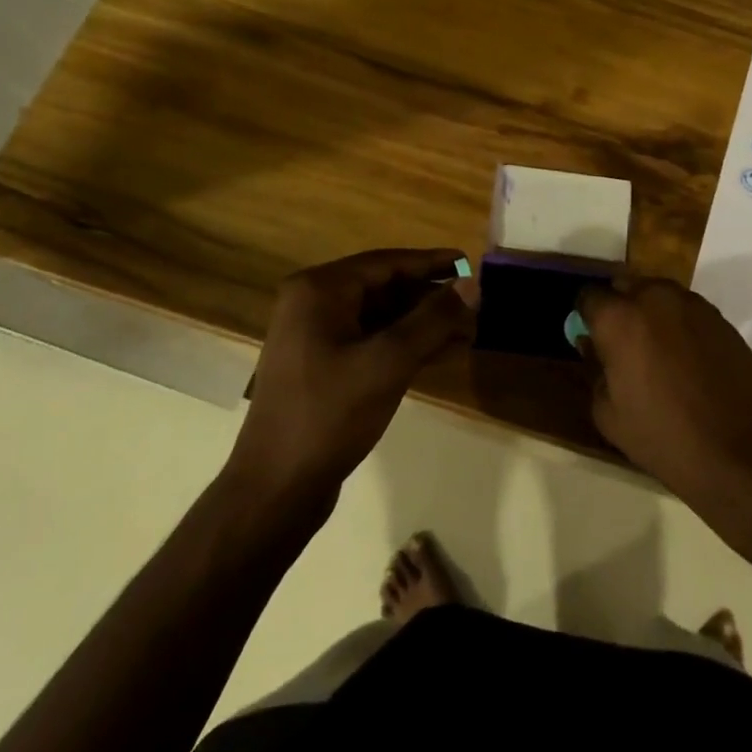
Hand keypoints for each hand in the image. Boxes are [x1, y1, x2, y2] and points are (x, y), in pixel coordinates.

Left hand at [227, 249, 477, 501]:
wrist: (276, 489)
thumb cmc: (330, 415)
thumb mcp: (389, 362)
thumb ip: (433, 319)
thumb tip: (473, 284)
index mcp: (319, 290)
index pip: (387, 263)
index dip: (432, 263)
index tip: (471, 264)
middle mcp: (313, 304)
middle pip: (385, 288)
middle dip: (431, 298)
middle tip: (475, 305)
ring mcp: (315, 336)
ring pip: (381, 317)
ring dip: (422, 323)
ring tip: (468, 330)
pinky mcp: (323, 366)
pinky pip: (371, 341)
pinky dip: (405, 345)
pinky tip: (441, 353)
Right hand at [576, 276, 751, 505]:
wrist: (743, 452)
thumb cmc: (665, 437)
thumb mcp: (609, 415)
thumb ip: (595, 371)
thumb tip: (594, 348)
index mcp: (619, 318)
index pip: (588, 296)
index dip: (585, 316)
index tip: (590, 338)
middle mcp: (654, 298)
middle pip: (625, 285)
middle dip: (618, 307)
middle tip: (621, 343)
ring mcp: (693, 305)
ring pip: (658, 294)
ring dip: (650, 313)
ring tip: (656, 352)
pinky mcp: (721, 318)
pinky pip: (687, 311)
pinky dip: (678, 325)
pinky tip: (685, 360)